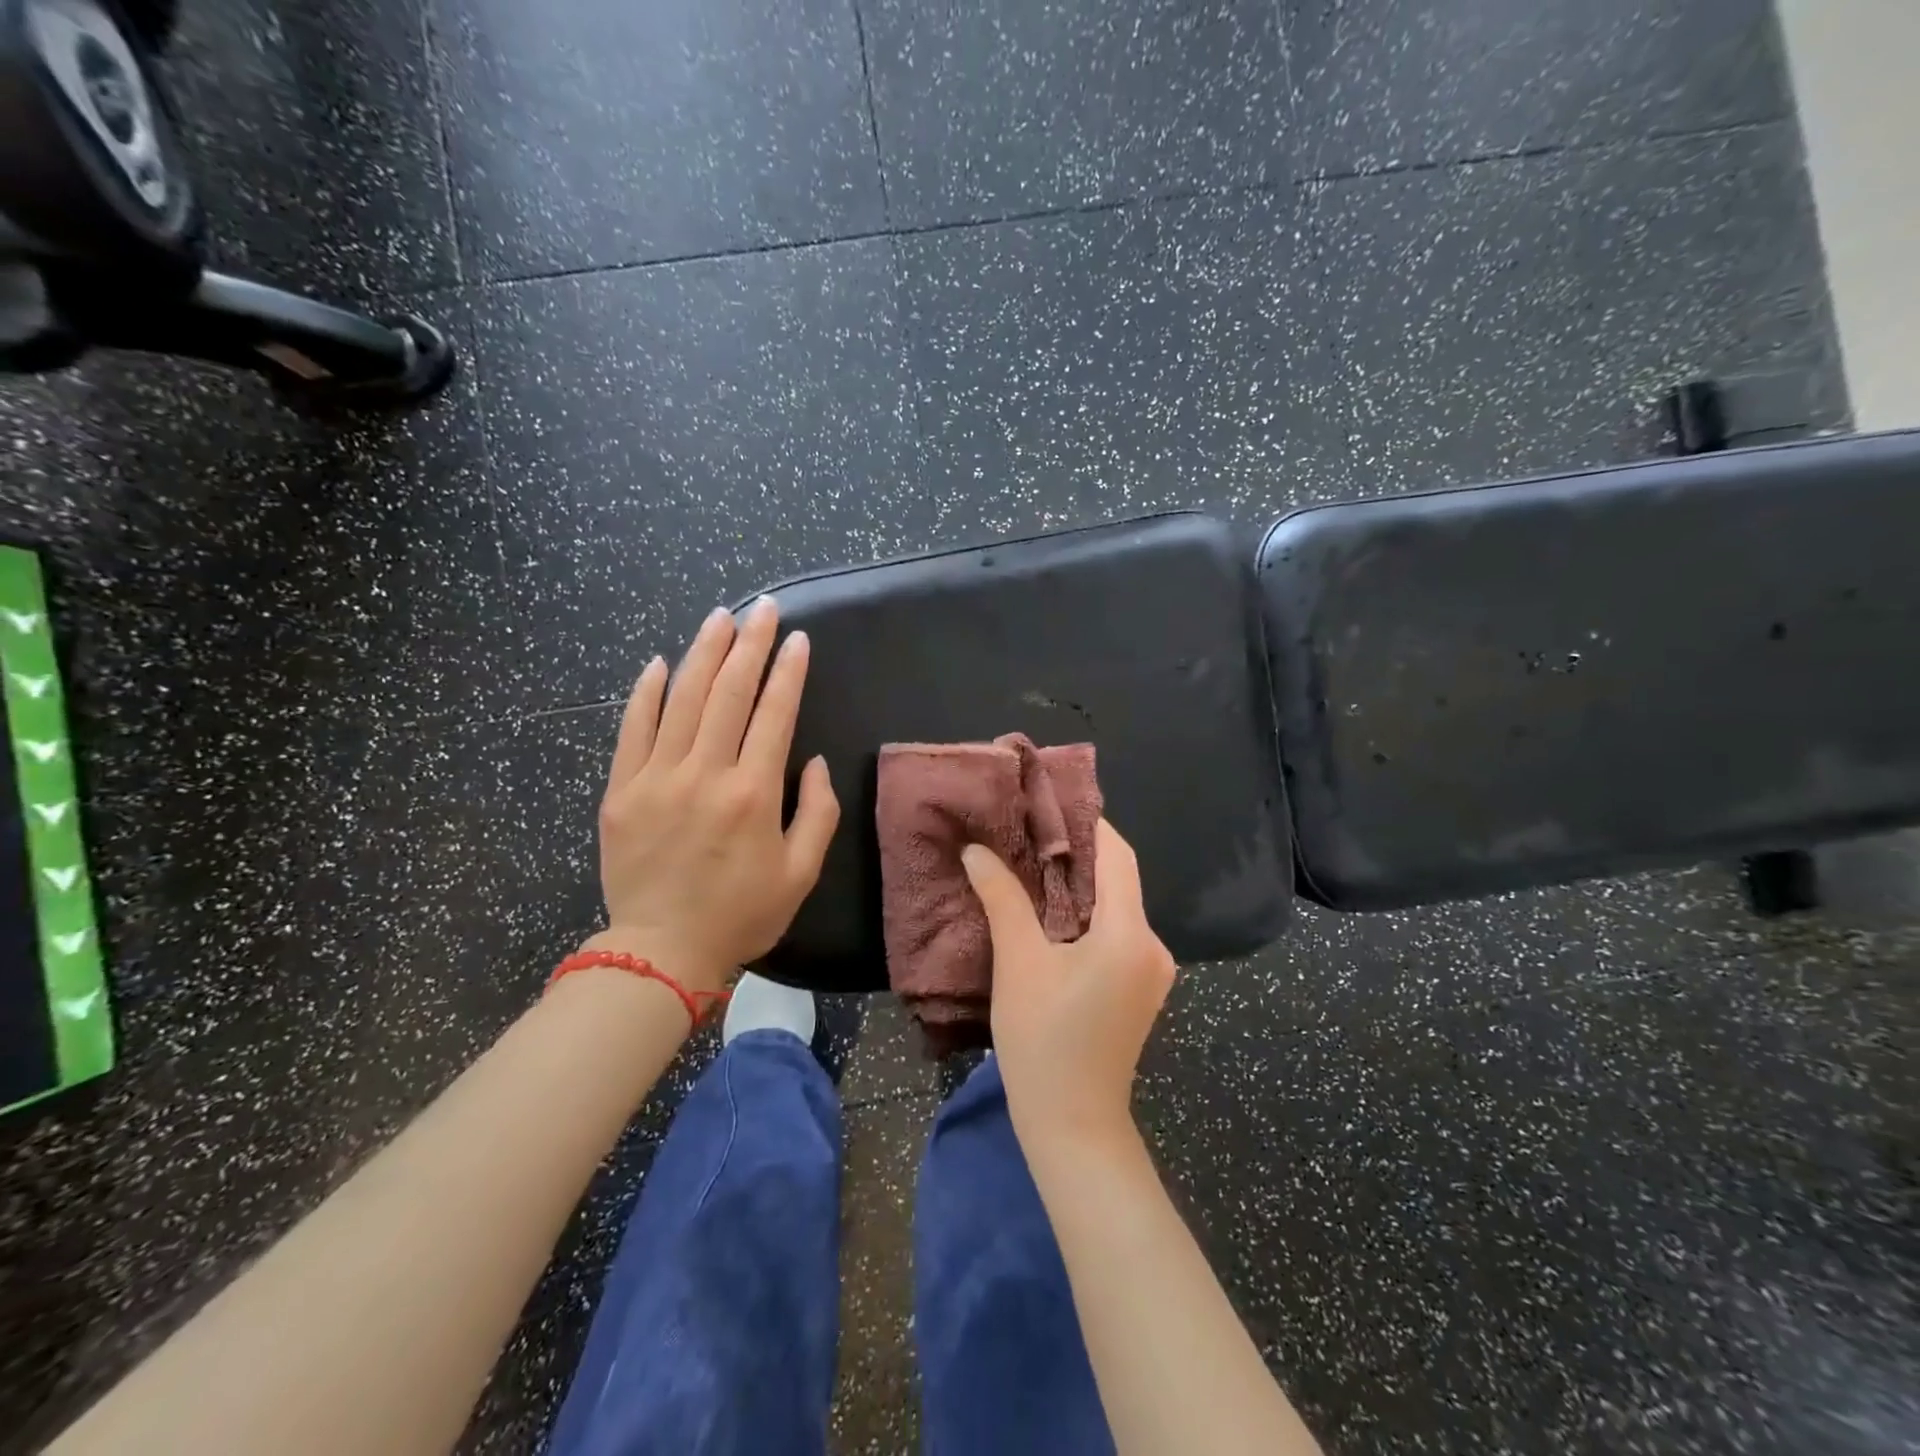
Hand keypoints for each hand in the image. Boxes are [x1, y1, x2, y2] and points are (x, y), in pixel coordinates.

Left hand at [587, 598, 838, 998]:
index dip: (788, 672)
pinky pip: (633, 729)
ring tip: (720, 617)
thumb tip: (812, 760)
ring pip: (682, 700)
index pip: (775, 714)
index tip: (797, 639)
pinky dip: (646, 693)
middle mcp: (705, 774)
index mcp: (753, 793)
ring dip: (703, 653)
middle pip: (730, 693)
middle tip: (763, 609)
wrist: (662, 951)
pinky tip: (660, 663)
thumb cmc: (741, 914)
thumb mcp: (802, 872)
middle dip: (750, 644)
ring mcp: (657, 778)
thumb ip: (818, 811)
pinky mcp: (621, 790)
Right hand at [962, 820, 1175, 1146]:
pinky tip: (1048, 913)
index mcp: (1130, 934)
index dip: (1085, 823)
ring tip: (1029, 865)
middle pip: (1117, 879)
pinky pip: (1115, 933)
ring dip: (1076, 885)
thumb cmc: (1044, 1042)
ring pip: (1115, 907)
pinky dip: (1084, 915)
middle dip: (1074, 853)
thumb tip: (976, 850)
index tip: (1047, 803)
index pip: (1116, 855)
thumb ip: (1002, 899)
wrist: (1073, 1127)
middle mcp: (1152, 946)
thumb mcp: (1018, 964)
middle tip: (1027, 831)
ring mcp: (1151, 971)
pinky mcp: (1139, 989)